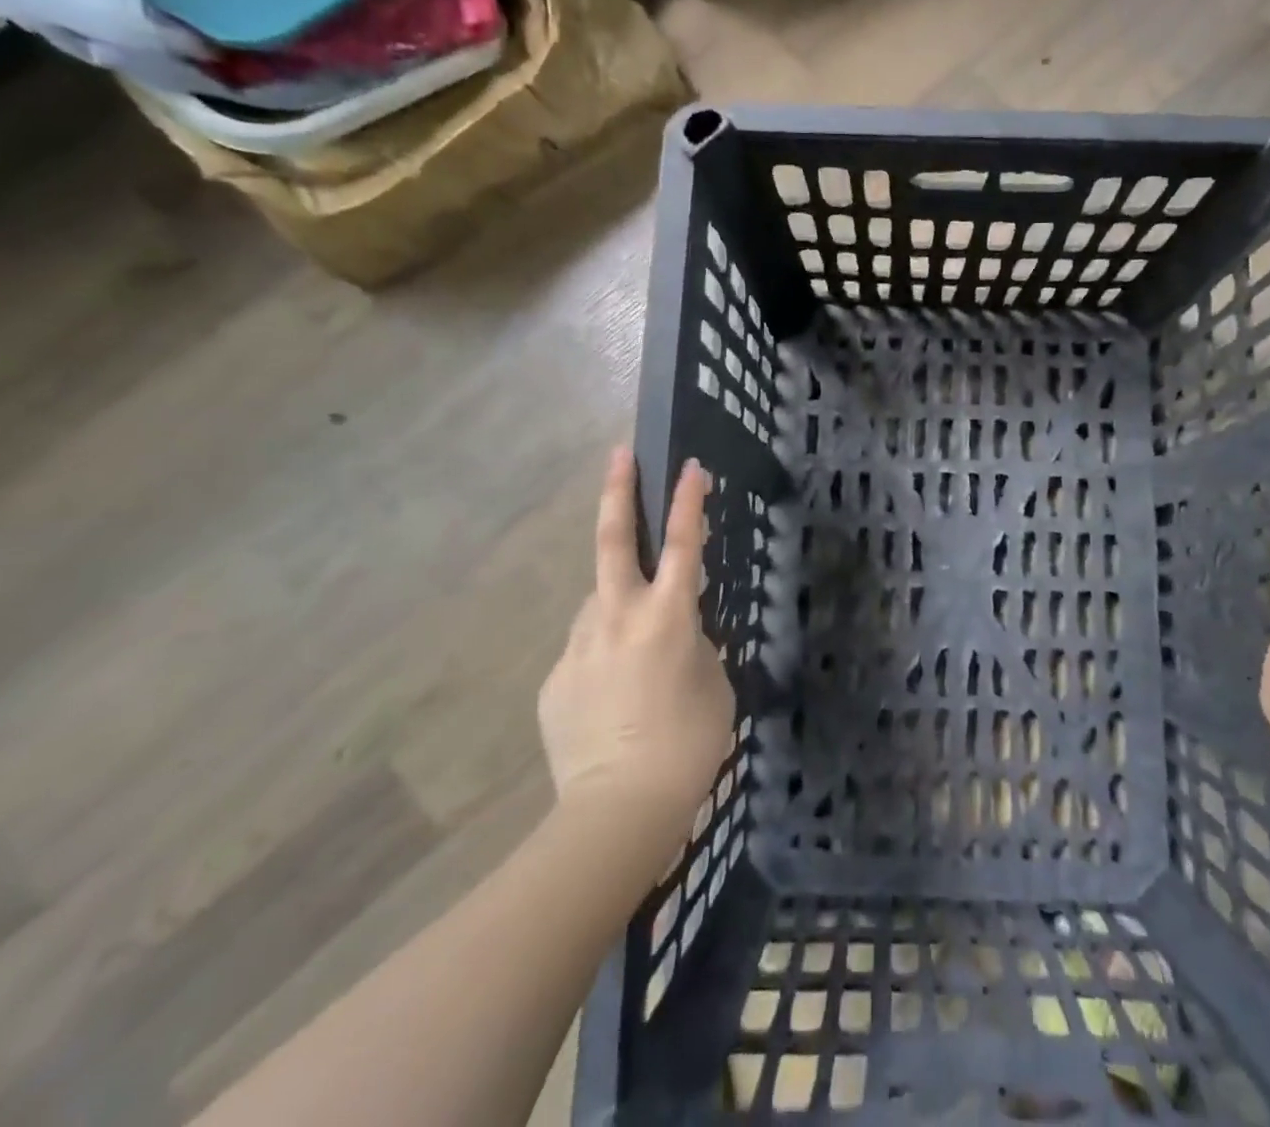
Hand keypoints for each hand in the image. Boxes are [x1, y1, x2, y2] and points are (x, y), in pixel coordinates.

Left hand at [539, 447, 735, 831]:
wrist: (617, 812)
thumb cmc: (687, 746)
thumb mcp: (714, 686)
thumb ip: (695, 646)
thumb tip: (675, 634)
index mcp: (668, 618)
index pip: (685, 546)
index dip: (688, 502)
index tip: (690, 466)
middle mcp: (617, 619)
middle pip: (614, 543)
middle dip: (618, 494)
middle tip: (618, 456)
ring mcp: (578, 647)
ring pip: (599, 605)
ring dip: (618, 608)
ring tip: (639, 654)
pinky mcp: (555, 680)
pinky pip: (586, 653)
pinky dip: (604, 661)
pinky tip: (616, 701)